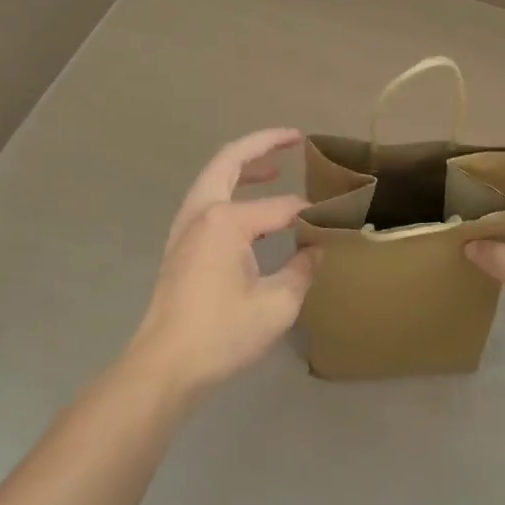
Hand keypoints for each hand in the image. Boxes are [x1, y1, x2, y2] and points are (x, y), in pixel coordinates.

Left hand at [123, 129, 318, 400]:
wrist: (164, 366)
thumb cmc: (221, 334)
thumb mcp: (277, 304)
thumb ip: (303, 268)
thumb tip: (318, 247)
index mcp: (226, 221)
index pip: (282, 206)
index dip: (314, 213)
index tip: (340, 219)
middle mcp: (202, 212)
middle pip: (230, 160)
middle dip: (263, 144)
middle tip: (295, 138)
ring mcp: (186, 226)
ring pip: (215, 177)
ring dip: (244, 165)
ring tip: (276, 165)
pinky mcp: (181, 244)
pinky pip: (208, 198)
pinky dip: (231, 187)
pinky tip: (251, 205)